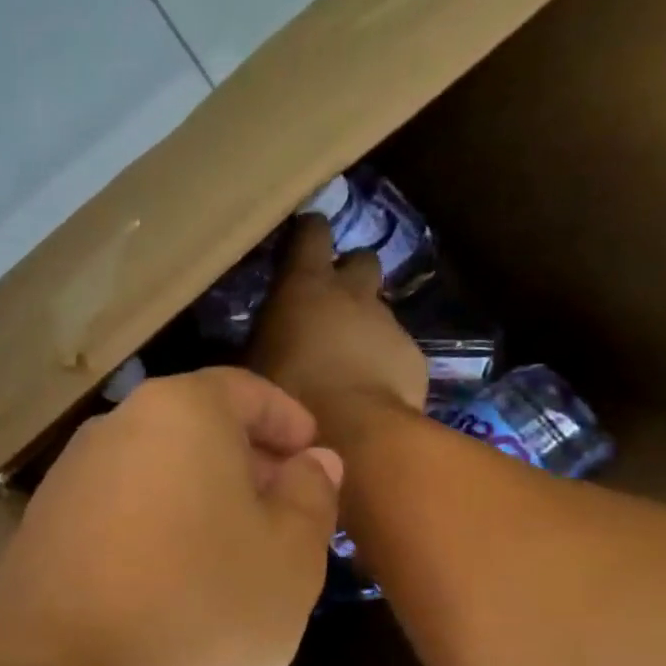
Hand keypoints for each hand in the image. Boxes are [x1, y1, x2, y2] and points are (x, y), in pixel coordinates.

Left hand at [0, 368, 342, 665]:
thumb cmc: (198, 611)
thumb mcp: (289, 558)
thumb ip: (309, 496)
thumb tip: (312, 461)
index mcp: (178, 412)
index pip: (243, 391)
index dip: (287, 420)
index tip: (313, 456)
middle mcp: (113, 429)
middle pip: (194, 428)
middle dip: (245, 462)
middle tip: (285, 511)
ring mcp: (69, 479)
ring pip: (154, 471)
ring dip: (199, 497)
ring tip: (233, 552)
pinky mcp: (41, 529)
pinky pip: (117, 511)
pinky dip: (155, 527)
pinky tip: (172, 581)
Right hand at [249, 215, 427, 428]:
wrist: (352, 433)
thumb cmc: (289, 393)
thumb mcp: (253, 366)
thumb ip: (259, 341)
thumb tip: (255, 341)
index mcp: (305, 285)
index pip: (312, 232)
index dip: (308, 233)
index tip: (300, 240)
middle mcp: (351, 292)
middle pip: (360, 259)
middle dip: (348, 274)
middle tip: (329, 302)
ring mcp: (387, 322)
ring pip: (378, 307)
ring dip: (363, 322)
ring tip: (345, 356)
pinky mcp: (412, 354)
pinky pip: (394, 346)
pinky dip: (382, 359)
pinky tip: (367, 387)